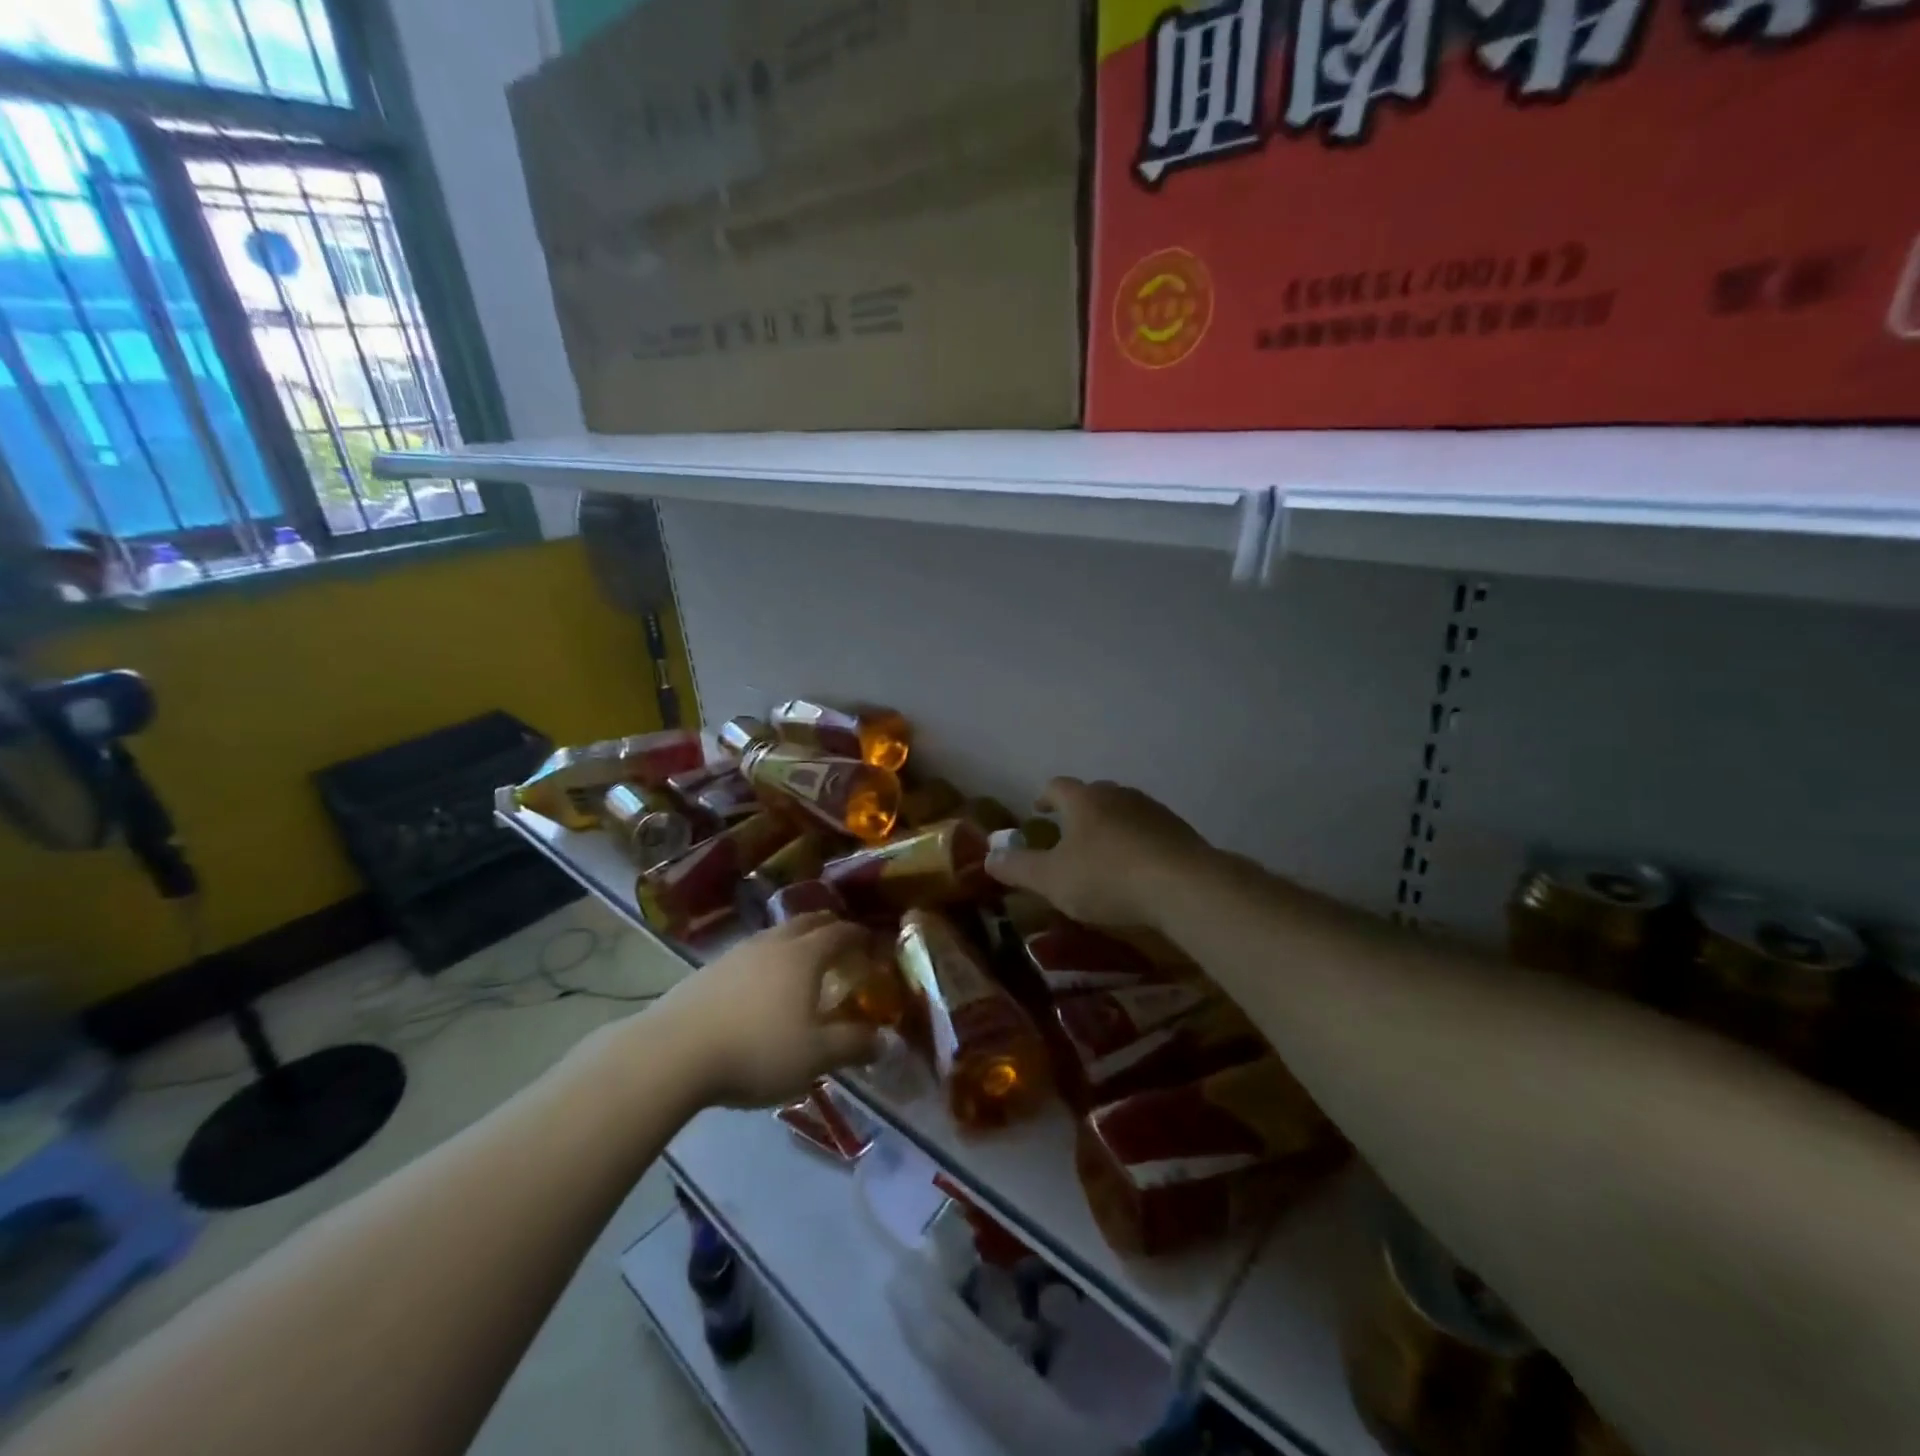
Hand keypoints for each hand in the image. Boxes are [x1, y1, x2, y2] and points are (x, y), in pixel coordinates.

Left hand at [654, 914, 881, 1109]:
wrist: (673, 1053)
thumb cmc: (756, 1051)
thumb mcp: (814, 1056)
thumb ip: (852, 1045)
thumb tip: (883, 1040)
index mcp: (803, 956)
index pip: (839, 933)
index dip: (858, 935)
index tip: (871, 941)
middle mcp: (772, 944)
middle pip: (805, 923)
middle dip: (827, 927)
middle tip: (840, 939)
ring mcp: (736, 954)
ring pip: (774, 936)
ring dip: (793, 940)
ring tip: (800, 959)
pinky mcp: (707, 971)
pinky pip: (749, 954)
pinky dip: (765, 959)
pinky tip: (758, 984)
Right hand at [985, 777, 1212, 928]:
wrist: (1184, 886)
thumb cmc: (1107, 878)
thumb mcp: (1052, 879)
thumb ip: (1018, 868)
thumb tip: (988, 857)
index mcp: (1083, 800)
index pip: (1056, 786)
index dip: (1044, 798)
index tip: (1037, 811)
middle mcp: (1117, 795)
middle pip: (1092, 794)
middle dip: (1078, 811)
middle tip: (1067, 833)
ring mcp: (1152, 810)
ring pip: (1123, 810)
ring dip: (1109, 826)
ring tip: (1102, 852)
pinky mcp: (1179, 831)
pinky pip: (1148, 830)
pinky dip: (1136, 842)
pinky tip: (1136, 868)